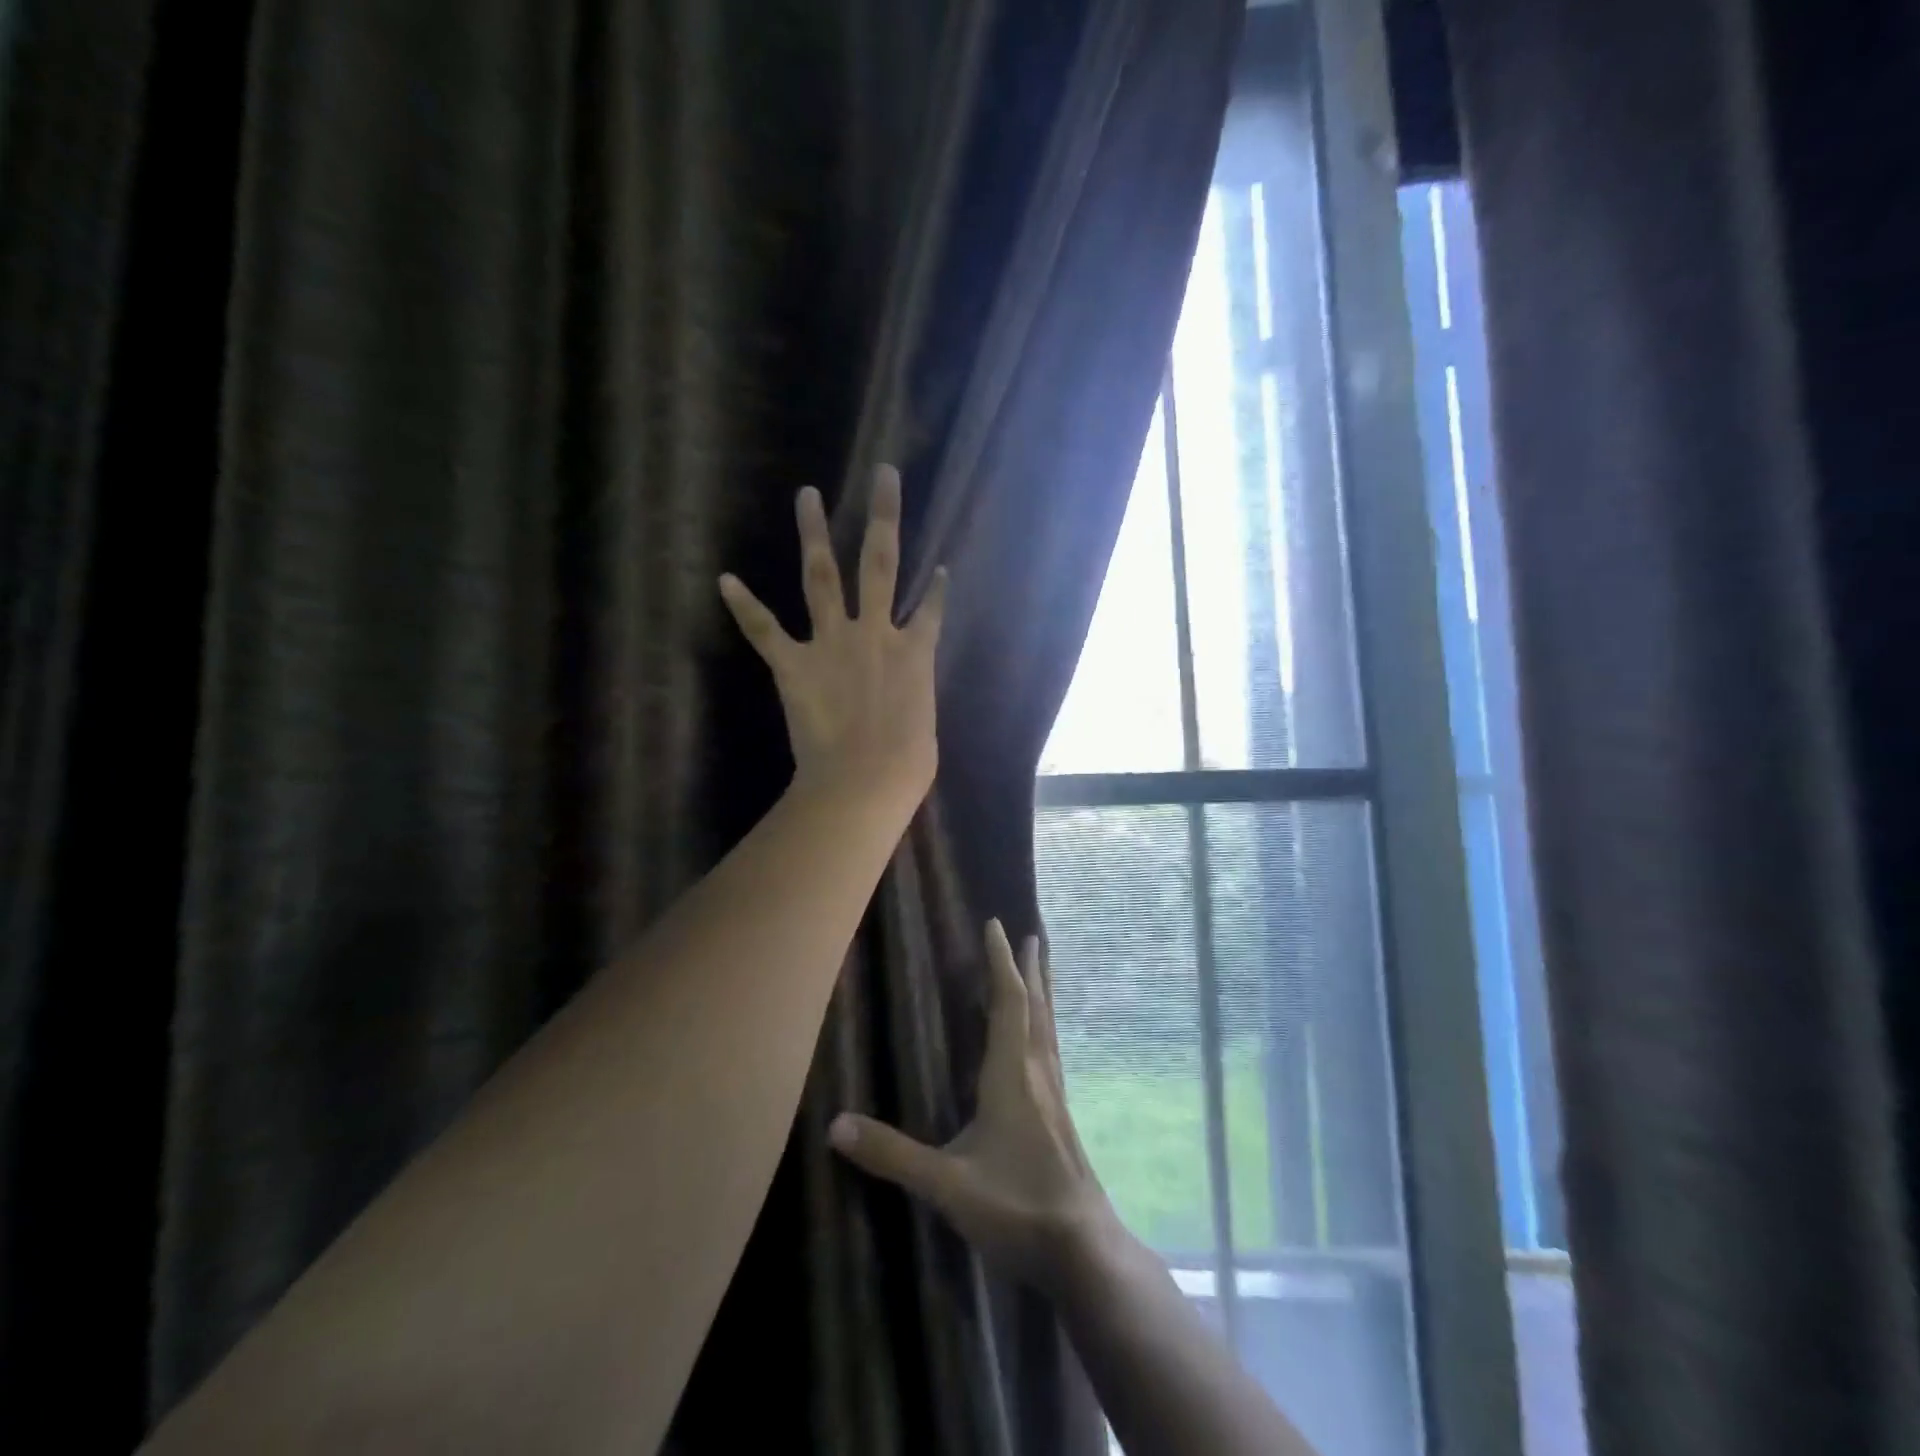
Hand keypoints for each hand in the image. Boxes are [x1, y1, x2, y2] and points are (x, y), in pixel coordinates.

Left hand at [719, 464, 946, 802]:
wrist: (865, 780)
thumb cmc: (906, 765)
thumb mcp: (923, 726)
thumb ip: (913, 698)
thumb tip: (904, 701)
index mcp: (915, 652)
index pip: (931, 609)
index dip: (936, 588)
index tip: (940, 568)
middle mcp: (876, 632)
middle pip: (880, 563)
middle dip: (883, 515)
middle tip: (882, 474)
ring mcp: (833, 643)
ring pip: (822, 576)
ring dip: (814, 534)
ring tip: (807, 495)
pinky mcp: (794, 664)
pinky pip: (765, 630)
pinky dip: (745, 606)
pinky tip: (725, 579)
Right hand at [829, 919, 1121, 1293]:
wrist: (1084, 1251)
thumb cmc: (1017, 1208)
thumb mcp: (947, 1185)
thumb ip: (893, 1155)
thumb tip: (836, 1125)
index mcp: (1012, 1074)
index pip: (1008, 1002)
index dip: (1001, 962)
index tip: (997, 925)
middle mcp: (1038, 1073)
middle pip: (1036, 1005)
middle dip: (1030, 967)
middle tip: (1032, 933)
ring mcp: (1054, 1094)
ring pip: (1048, 1026)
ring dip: (1042, 991)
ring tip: (1042, 967)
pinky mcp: (1061, 1116)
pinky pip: (1051, 1050)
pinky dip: (1044, 1025)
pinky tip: (1041, 1040)